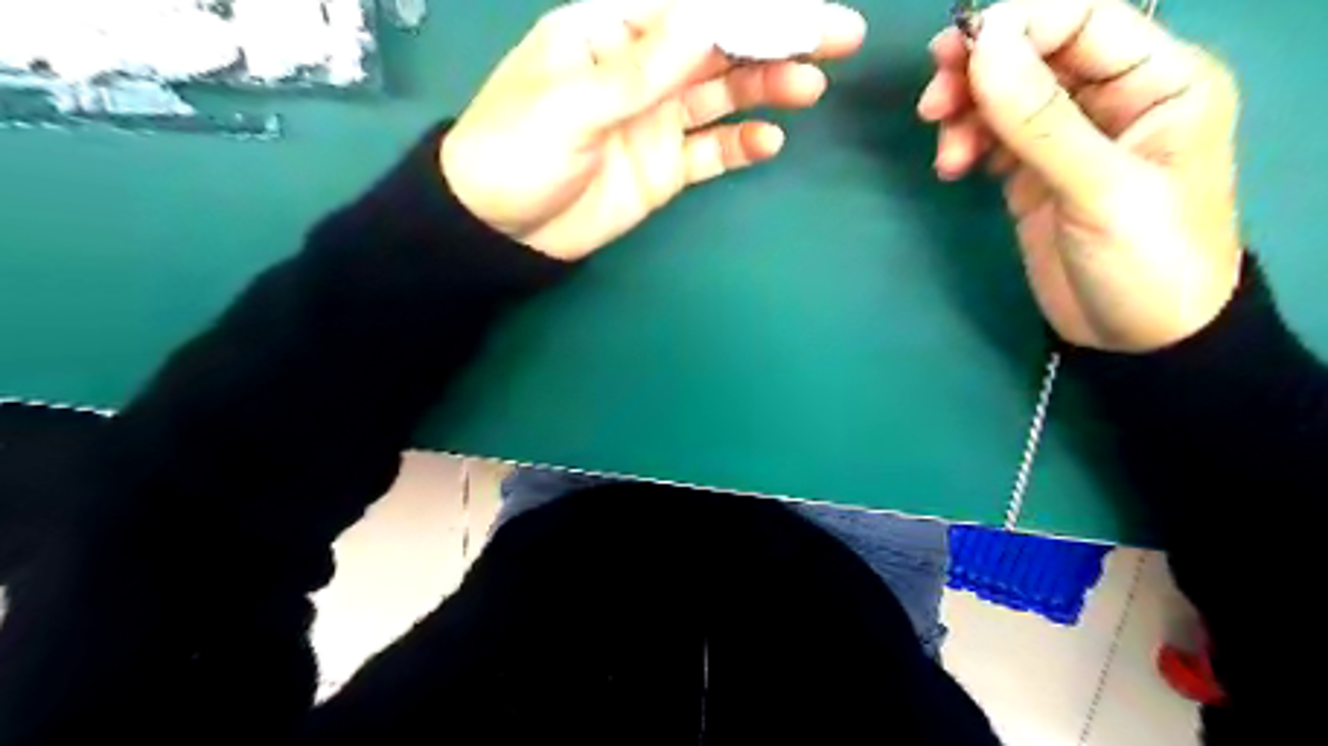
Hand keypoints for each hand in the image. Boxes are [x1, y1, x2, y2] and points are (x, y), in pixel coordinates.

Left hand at [439, 1, 868, 261]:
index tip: (804, 12)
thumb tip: (705, 20)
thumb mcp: (570, 104)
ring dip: (767, 89)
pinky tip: (768, 141)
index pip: (692, 10)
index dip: (750, 8)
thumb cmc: (517, 151)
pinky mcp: (665, 167)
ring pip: (723, 96)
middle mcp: (644, 69)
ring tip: (808, 89)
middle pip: (719, 48)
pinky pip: (711, 151)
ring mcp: (657, 120)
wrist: (502, 230)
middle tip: (839, 38)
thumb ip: (640, 70)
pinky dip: (740, 145)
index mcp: (613, 33)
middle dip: (778, 39)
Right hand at [914, 0, 1245, 350]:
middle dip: (979, 72)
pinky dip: (966, 143)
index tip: (956, 56)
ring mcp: (1068, 137)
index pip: (1082, 19)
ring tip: (947, 156)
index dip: (1018, 26)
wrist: (1137, 338)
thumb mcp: (1100, 188)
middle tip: (932, 104)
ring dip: (966, 113)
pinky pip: (993, 138)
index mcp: (1157, 80)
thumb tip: (985, 46)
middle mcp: (1112, 97)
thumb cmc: (1147, 260)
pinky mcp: (1035, 173)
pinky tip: (953, 168)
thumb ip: (1041, 118)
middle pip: (1034, 53)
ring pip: (1005, 96)